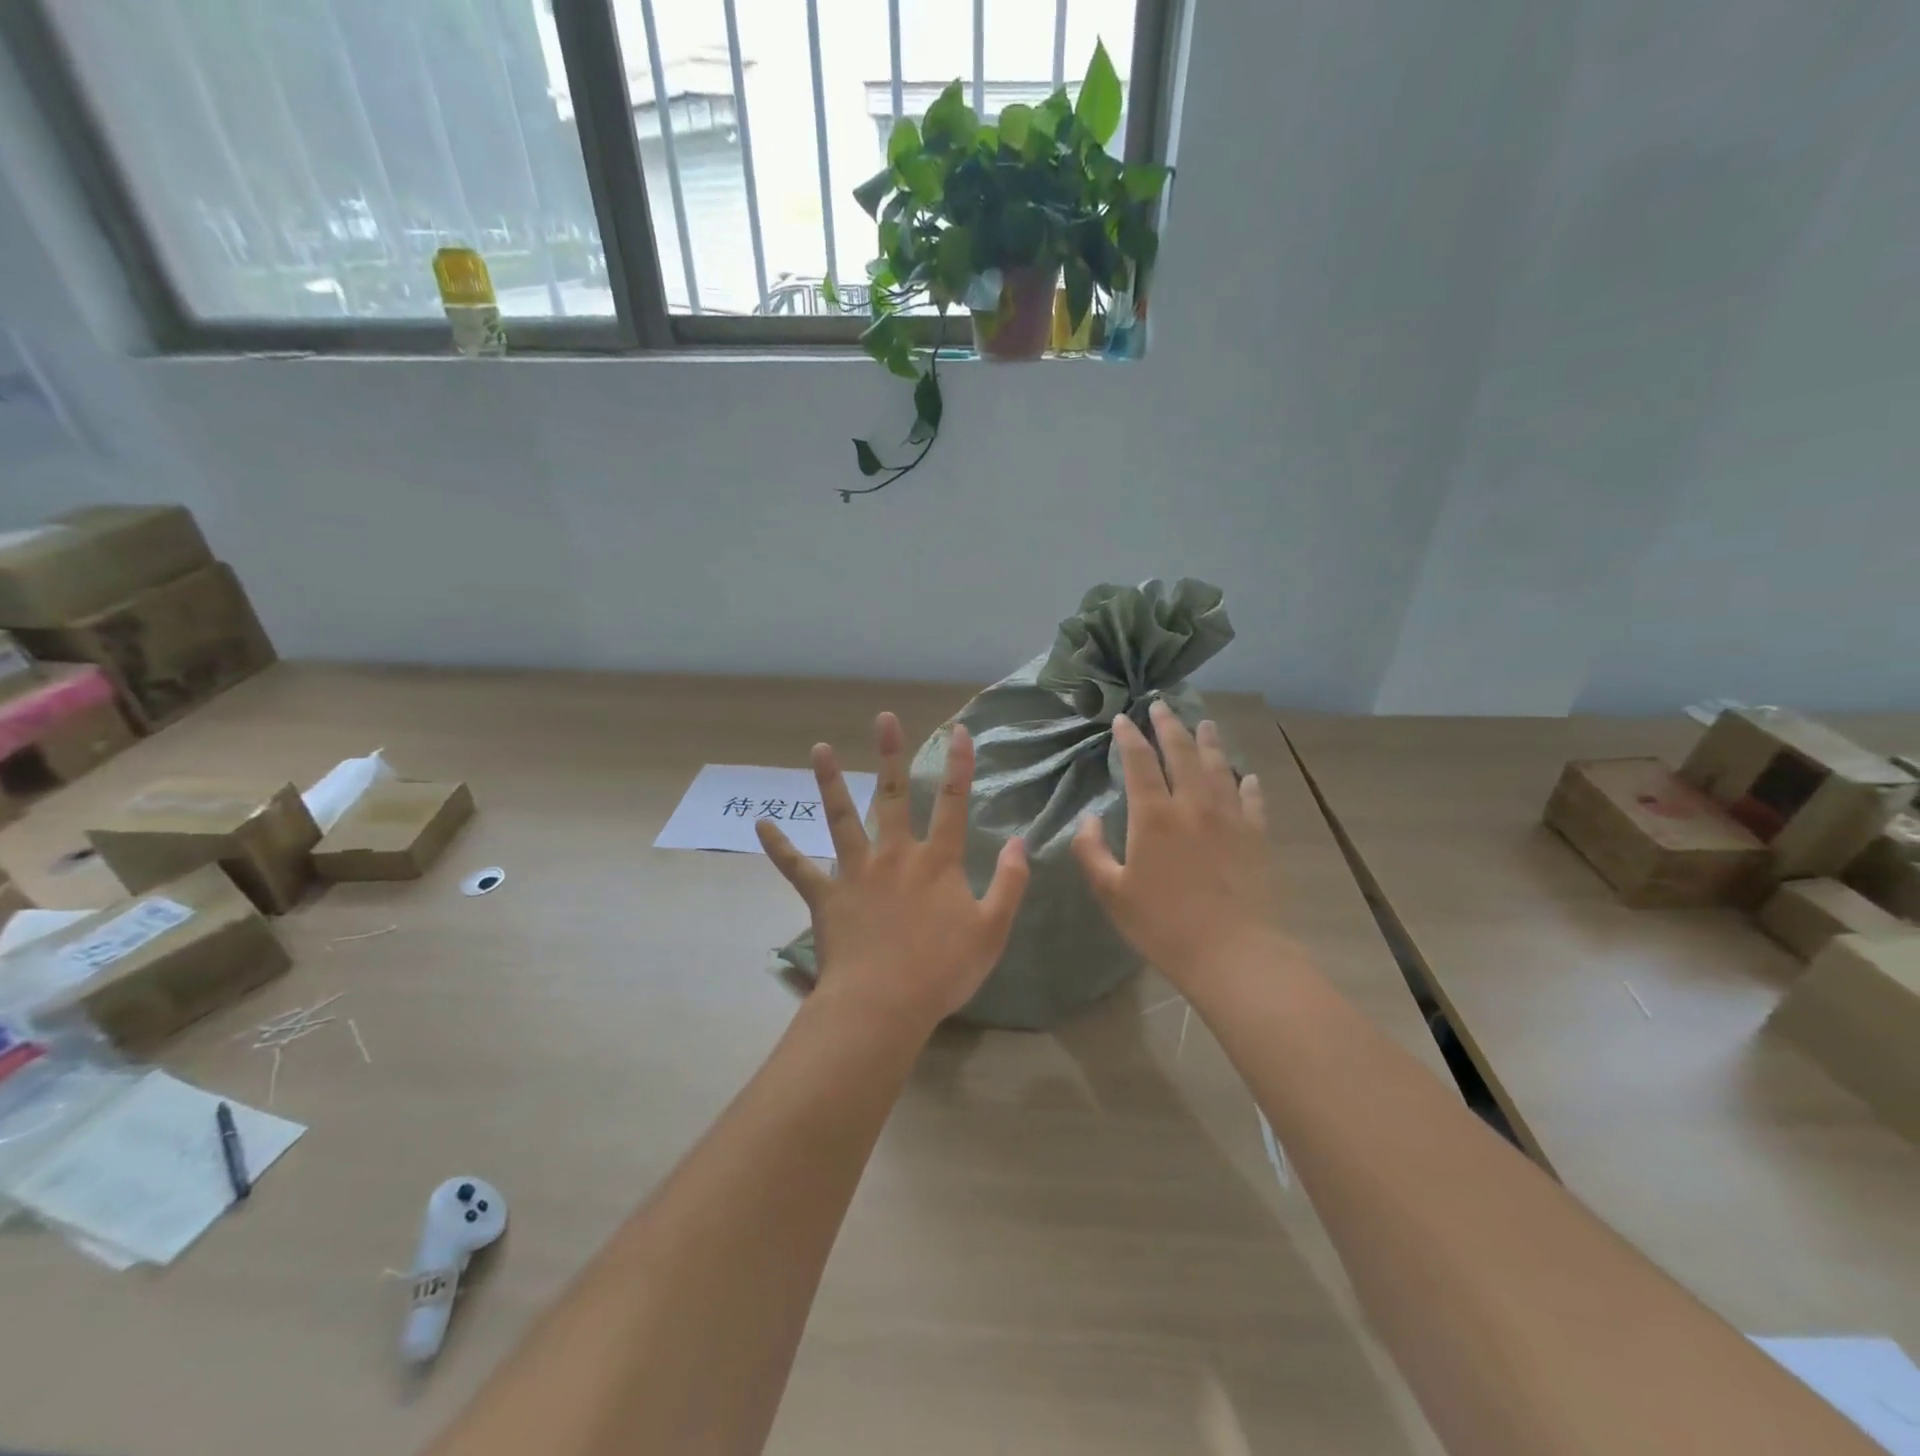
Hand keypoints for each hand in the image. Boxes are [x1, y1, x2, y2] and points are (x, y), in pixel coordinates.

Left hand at [758, 712, 1029, 1034]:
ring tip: (819, 749)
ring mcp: (856, 872)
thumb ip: (1010, 883)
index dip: (959, 764)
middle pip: (893, 796)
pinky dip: (779, 847)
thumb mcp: (992, 930)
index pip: (953, 802)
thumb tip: (1020, 841)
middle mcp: (895, 855)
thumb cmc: (942, 970)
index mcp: (937, 862)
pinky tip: (761, 824)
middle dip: (890, 755)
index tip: (959, 730)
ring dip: (830, 782)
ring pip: (841, 817)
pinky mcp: (826, 896)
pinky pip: (798, 868)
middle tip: (883, 718)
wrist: (884, 1004)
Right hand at [1072, 701, 1281, 994]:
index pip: (1139, 762)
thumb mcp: (1111, 892)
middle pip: (1182, 752)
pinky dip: (1248, 784)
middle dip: (1169, 725)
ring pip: (1219, 767)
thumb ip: (1091, 851)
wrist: (1231, 952)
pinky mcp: (1255, 837)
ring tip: (1205, 724)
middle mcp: (1193, 805)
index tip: (1122, 718)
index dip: (1129, 737)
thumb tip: (1087, 819)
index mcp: (1154, 815)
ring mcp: (1229, 818)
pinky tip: (1248, 776)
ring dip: (1210, 742)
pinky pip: (1252, 800)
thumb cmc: (1162, 924)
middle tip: (1162, 705)